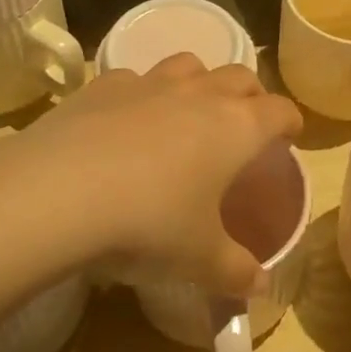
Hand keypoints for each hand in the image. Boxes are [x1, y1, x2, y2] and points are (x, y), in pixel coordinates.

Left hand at [6, 54, 302, 295]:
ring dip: (199, 82)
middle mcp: (199, 94)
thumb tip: (261, 286)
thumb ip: (236, 271)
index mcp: (236, 127)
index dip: (290, 122)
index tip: (290, 136)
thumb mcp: (199, 259)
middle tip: (245, 122)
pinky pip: (135, 78)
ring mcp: (150, 83)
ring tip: (189, 110)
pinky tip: (126, 120)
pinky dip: (142, 93)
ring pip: (189, 65)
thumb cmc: (149, 225)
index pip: (280, 110)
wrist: (60, 192)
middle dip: (250, 95)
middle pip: (239, 76)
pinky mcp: (104, 85)